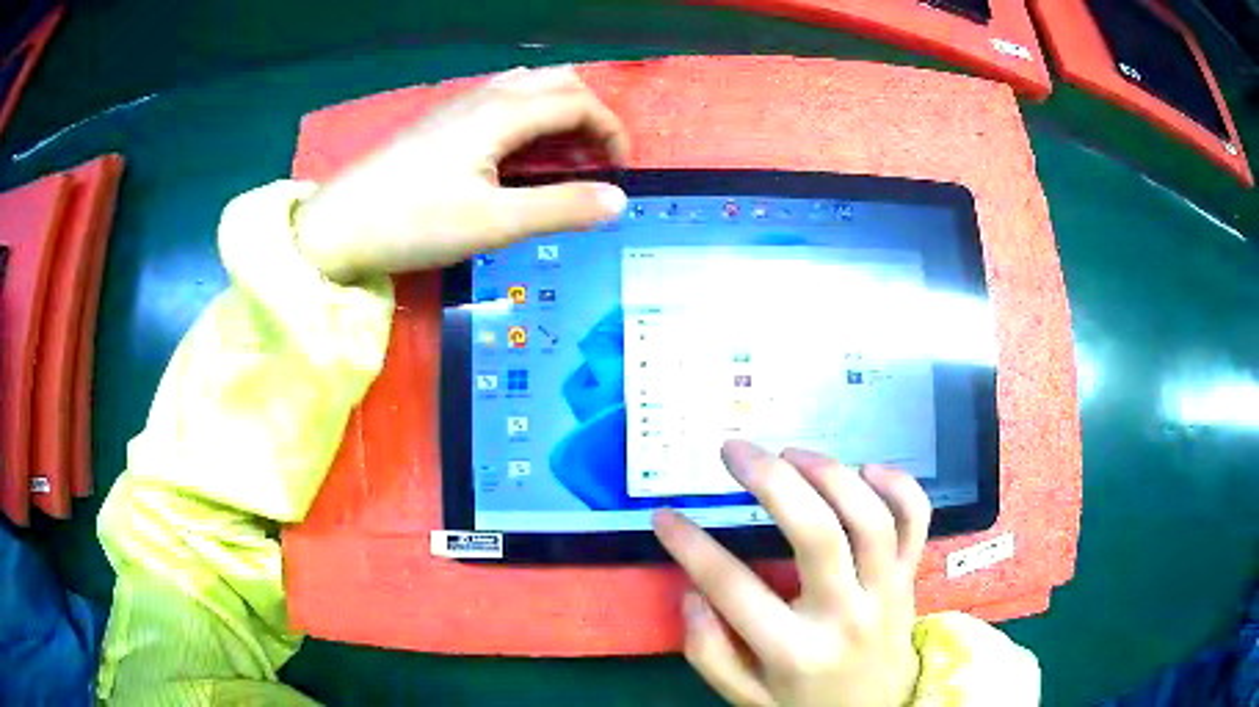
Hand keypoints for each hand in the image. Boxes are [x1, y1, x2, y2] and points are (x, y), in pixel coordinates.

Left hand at [295, 65, 629, 281]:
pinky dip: (529, 116)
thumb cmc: (412, 222)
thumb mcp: (493, 223)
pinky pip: (502, 99)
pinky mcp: (442, 121)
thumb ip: (560, 208)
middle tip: (595, 159)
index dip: (611, 131)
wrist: (337, 226)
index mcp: (503, 114)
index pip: (579, 103)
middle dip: (590, 114)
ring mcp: (460, 105)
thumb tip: (618, 199)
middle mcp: (487, 97)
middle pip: (558, 82)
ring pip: (529, 86)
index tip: (621, 171)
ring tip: (562, 155)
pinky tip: (517, 151)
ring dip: (559, 111)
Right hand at [653, 441, 931, 706]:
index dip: (690, 546)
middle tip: (734, 451)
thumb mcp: (745, 697)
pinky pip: (917, 521)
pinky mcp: (909, 578)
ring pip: (871, 519)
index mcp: (795, 652)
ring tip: (792, 454)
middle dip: (772, 480)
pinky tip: (867, 470)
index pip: (733, 588)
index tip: (665, 516)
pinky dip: (900, 486)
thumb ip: (709, 653)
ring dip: (831, 475)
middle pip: (818, 533)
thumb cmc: (803, 704)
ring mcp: (886, 593)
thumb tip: (692, 595)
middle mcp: (845, 616)